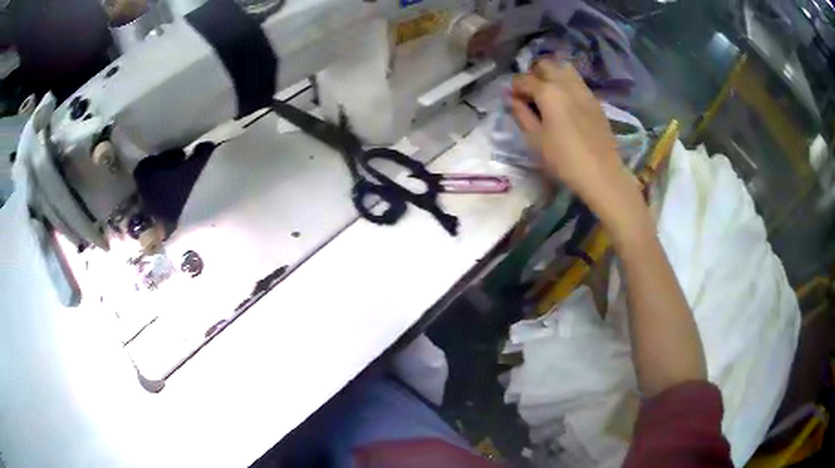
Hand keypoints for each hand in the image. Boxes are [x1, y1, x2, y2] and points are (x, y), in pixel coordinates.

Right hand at [510, 60, 642, 227]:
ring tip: (548, 95)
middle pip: (545, 64)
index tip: (511, 101)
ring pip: (564, 68)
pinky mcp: (595, 101)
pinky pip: (577, 82)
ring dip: (552, 75)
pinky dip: (566, 85)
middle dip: (533, 74)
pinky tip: (565, 104)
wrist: (602, 174)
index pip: (523, 79)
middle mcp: (566, 84)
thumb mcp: (535, 140)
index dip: (514, 88)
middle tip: (530, 93)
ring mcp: (584, 90)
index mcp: (548, 92)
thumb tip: (512, 99)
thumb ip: (521, 114)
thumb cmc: (564, 159)